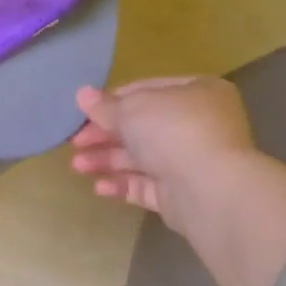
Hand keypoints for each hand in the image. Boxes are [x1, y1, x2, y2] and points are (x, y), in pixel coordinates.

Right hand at [70, 78, 255, 233]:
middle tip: (75, 142)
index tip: (86, 111)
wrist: (210, 189)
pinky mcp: (184, 195)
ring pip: (142, 158)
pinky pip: (148, 186)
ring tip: (78, 166)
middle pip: (143, 127)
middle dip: (106, 135)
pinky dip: (123, 184)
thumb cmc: (174, 131)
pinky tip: (99, 188)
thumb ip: (105, 106)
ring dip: (108, 160)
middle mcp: (199, 124)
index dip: (114, 100)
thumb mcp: (132, 109)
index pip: (148, 90)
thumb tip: (82, 95)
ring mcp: (193, 161)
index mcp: (197, 92)